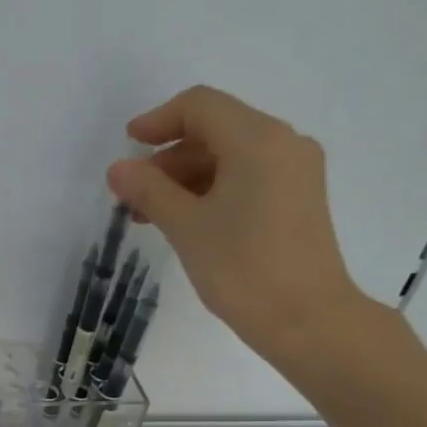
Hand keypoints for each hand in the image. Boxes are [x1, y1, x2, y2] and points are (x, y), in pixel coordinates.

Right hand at [106, 85, 380, 377]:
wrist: (308, 321)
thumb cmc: (243, 268)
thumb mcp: (186, 226)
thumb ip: (148, 190)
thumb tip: (118, 168)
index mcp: (258, 139)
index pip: (200, 106)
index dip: (158, 120)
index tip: (127, 148)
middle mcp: (283, 143)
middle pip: (215, 129)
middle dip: (168, 157)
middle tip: (134, 194)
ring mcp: (296, 172)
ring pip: (230, 156)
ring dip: (186, 177)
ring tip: (152, 215)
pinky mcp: (299, 199)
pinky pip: (248, 177)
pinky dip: (212, 190)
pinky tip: (187, 221)